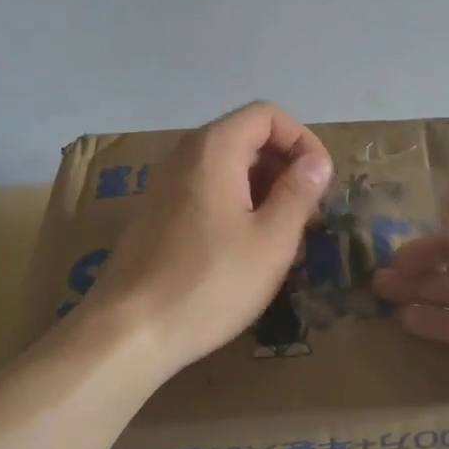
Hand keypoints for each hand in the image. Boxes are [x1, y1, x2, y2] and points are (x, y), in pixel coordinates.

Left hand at [73, 102, 332, 378]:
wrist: (128, 333)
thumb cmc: (210, 283)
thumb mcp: (272, 240)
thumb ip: (299, 192)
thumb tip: (317, 162)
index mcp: (214, 149)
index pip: (268, 115)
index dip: (303, 140)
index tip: (321, 182)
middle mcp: (186, 155)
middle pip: (248, 137)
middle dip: (286, 167)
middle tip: (309, 213)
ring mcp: (167, 184)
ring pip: (229, 166)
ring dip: (265, 189)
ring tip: (286, 235)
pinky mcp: (158, 213)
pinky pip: (208, 190)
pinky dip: (238, 204)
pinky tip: (249, 249)